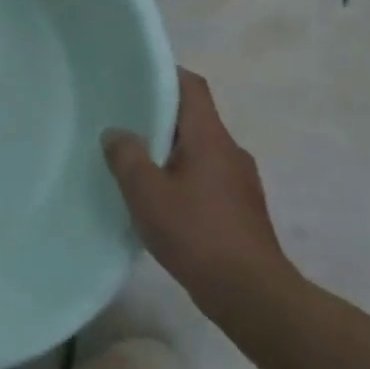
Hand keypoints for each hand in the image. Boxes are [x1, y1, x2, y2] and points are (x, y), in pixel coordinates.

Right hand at [102, 70, 293, 301]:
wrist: (252, 294)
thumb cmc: (197, 234)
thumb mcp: (146, 193)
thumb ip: (127, 157)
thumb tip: (117, 133)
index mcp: (211, 139)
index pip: (193, 88)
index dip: (166, 74)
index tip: (135, 74)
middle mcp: (231, 152)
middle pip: (193, 119)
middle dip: (159, 117)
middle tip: (121, 121)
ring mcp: (240, 182)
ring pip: (198, 151)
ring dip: (169, 151)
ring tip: (134, 163)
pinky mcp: (240, 210)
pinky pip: (205, 178)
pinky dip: (181, 178)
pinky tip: (158, 201)